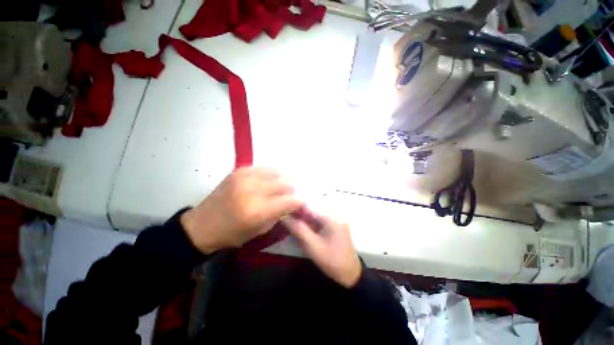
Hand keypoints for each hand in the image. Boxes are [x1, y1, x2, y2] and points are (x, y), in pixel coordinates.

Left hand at [181, 167, 301, 253]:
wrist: (201, 225)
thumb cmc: (231, 234)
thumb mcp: (259, 231)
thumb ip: (278, 215)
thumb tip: (291, 204)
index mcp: (258, 210)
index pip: (289, 201)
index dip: (298, 202)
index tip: (299, 204)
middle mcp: (253, 190)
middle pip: (285, 183)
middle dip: (291, 190)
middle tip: (288, 196)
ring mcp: (245, 177)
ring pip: (277, 172)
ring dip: (282, 181)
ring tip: (278, 188)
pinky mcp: (239, 171)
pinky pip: (263, 168)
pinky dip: (270, 175)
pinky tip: (267, 182)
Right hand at [283, 209, 361, 288]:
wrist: (350, 274)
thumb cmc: (332, 262)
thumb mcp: (313, 247)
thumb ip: (299, 230)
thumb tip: (284, 217)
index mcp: (331, 218)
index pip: (309, 207)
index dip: (295, 207)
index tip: (283, 211)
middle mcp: (335, 214)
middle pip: (312, 209)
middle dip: (298, 213)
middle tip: (285, 218)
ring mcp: (336, 219)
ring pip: (315, 214)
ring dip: (303, 218)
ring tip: (291, 222)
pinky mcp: (335, 224)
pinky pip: (319, 219)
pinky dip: (310, 222)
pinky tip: (302, 227)